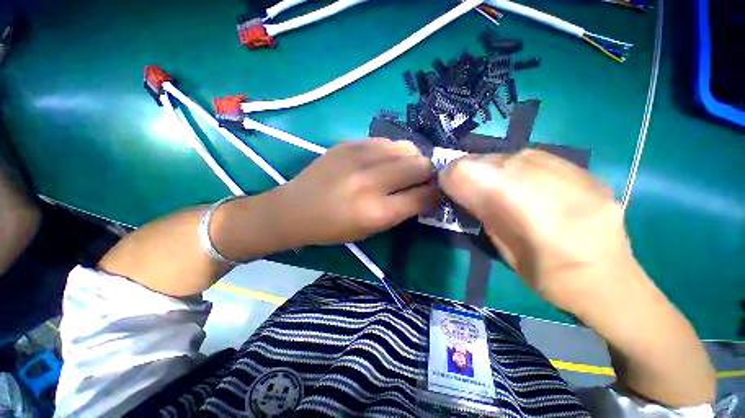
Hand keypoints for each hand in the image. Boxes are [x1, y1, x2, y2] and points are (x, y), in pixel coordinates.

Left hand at [275, 139, 438, 245]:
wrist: (295, 208)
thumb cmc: (333, 228)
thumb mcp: (371, 230)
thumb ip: (401, 211)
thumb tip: (426, 192)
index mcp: (377, 211)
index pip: (423, 196)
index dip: (436, 194)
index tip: (437, 193)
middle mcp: (371, 181)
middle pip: (421, 165)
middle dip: (428, 173)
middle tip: (420, 180)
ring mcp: (359, 157)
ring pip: (406, 147)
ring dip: (411, 159)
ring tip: (401, 169)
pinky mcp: (349, 143)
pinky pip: (385, 141)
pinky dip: (392, 152)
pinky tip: (382, 161)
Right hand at [439, 149, 635, 312]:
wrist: (609, 279)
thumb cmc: (548, 277)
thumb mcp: (502, 249)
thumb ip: (481, 212)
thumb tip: (459, 188)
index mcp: (525, 209)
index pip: (468, 172)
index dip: (450, 178)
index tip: (446, 190)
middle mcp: (546, 179)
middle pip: (486, 160)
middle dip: (468, 173)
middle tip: (467, 190)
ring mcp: (568, 169)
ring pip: (507, 155)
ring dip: (490, 170)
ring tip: (495, 189)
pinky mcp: (580, 167)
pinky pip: (532, 156)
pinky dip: (515, 168)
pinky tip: (523, 186)